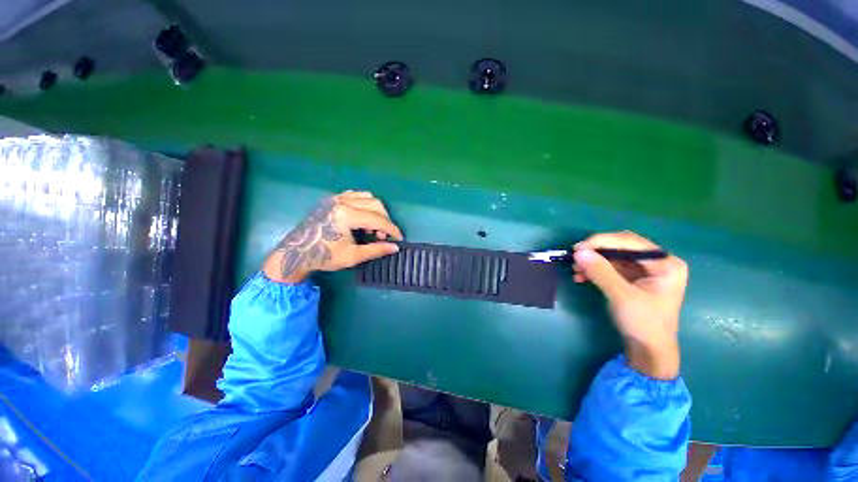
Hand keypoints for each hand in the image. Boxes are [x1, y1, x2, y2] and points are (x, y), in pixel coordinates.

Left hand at [263, 191, 402, 283]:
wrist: (296, 253)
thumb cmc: (324, 256)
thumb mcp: (353, 256)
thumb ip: (376, 249)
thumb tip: (395, 247)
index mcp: (346, 215)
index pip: (378, 219)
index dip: (391, 229)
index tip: (399, 238)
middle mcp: (342, 202)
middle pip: (375, 204)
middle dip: (384, 220)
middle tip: (383, 236)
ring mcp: (336, 198)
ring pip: (366, 197)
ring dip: (375, 211)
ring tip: (372, 228)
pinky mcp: (332, 200)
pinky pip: (355, 195)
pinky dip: (364, 204)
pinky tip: (362, 218)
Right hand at [572, 231, 687, 379]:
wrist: (648, 349)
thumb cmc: (643, 323)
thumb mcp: (622, 296)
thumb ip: (601, 272)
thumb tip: (578, 252)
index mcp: (666, 264)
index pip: (631, 242)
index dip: (602, 242)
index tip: (578, 248)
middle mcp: (657, 262)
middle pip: (621, 247)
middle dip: (597, 251)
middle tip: (575, 256)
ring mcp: (645, 270)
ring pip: (613, 257)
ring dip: (593, 261)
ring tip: (575, 269)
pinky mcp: (633, 278)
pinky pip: (610, 267)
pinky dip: (595, 270)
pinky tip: (581, 276)